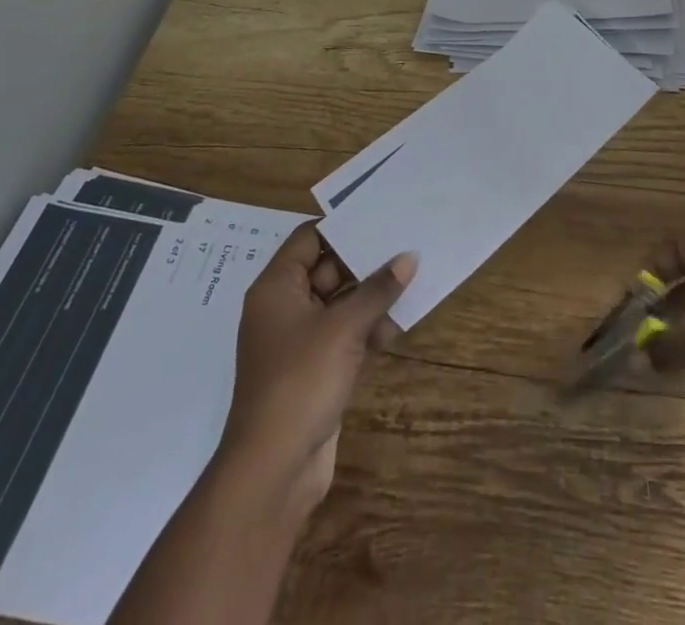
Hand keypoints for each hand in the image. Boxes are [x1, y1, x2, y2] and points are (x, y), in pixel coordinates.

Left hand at [218, 223, 416, 516]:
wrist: (273, 470)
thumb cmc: (301, 381)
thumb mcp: (344, 328)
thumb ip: (377, 290)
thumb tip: (408, 258)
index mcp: (277, 288)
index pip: (309, 239)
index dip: (342, 227)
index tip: (380, 215)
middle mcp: (284, 308)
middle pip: (326, 269)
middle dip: (364, 262)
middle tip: (404, 244)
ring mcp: (298, 342)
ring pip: (339, 304)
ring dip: (370, 297)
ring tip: (410, 281)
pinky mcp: (314, 370)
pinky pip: (344, 335)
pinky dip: (367, 328)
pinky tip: (397, 325)